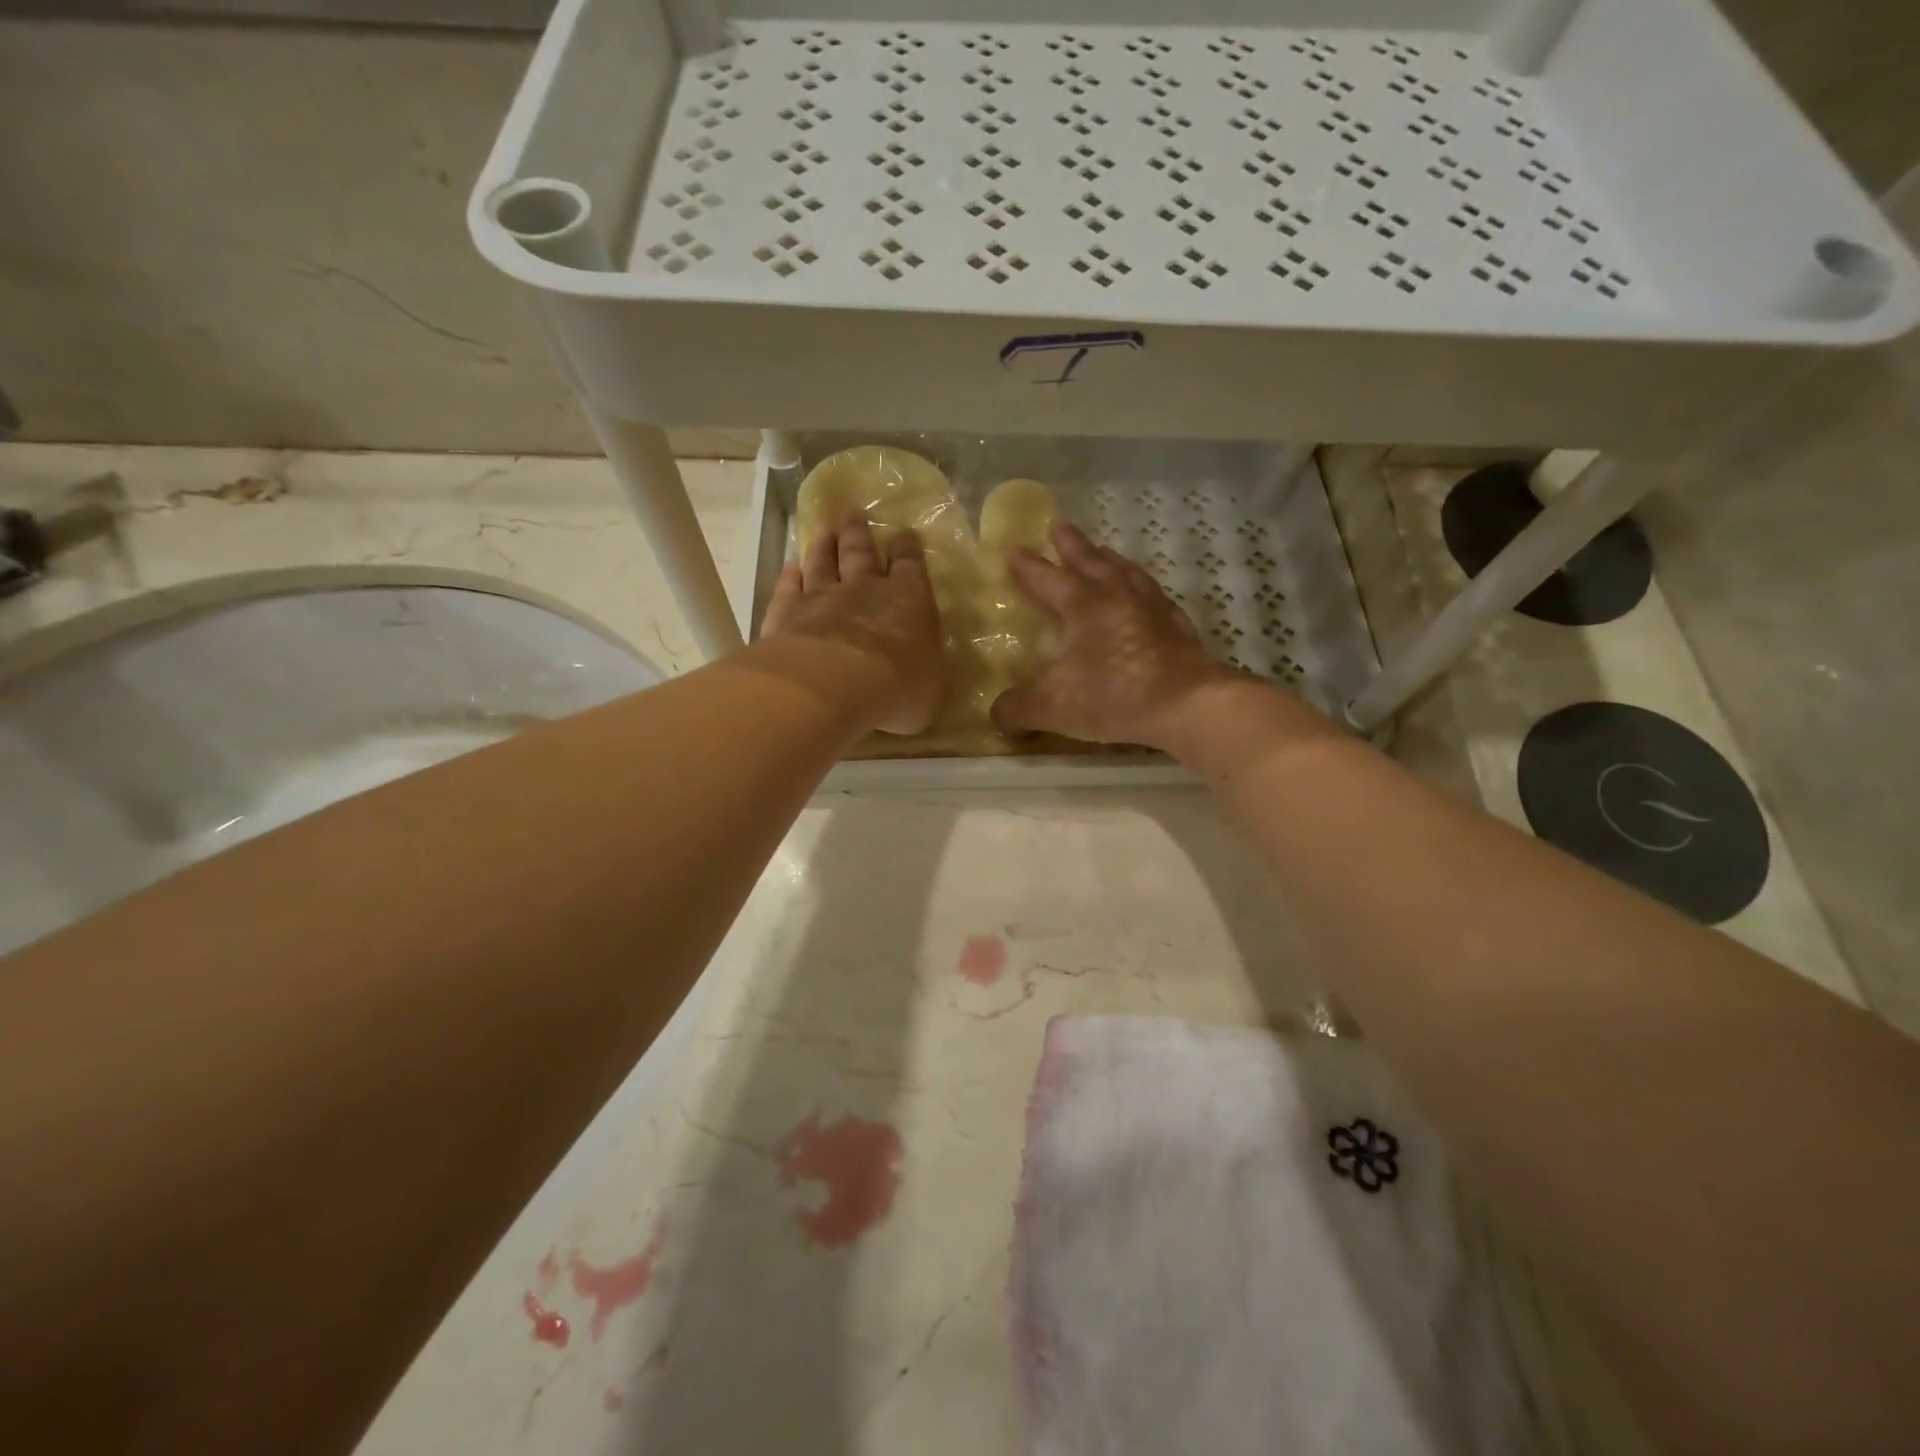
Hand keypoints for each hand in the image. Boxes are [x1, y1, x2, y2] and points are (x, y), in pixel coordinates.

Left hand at [762, 516, 943, 734]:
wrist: (834, 685)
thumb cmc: (896, 688)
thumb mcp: (929, 690)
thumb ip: (923, 673)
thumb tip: (921, 674)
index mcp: (909, 601)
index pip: (910, 566)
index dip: (907, 550)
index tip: (904, 534)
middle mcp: (865, 589)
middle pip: (860, 553)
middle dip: (859, 534)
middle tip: (854, 514)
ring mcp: (822, 597)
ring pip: (822, 563)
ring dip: (824, 546)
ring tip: (824, 532)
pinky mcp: (787, 612)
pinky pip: (789, 588)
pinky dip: (790, 576)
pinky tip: (790, 569)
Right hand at [990, 522, 1243, 749]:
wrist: (1187, 704)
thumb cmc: (1113, 695)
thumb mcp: (1052, 706)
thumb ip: (1017, 708)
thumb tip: (996, 714)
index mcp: (1081, 604)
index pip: (1046, 578)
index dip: (1028, 566)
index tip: (1014, 548)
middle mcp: (1116, 595)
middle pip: (1090, 561)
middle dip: (1072, 545)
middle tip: (1060, 526)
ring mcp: (1152, 608)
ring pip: (1127, 573)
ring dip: (1110, 560)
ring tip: (1104, 553)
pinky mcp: (1178, 628)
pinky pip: (1156, 599)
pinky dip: (1145, 592)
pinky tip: (1147, 597)